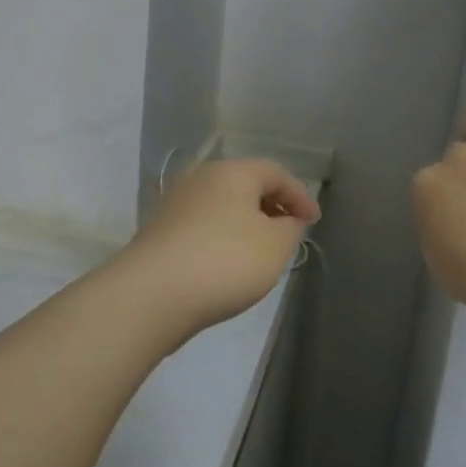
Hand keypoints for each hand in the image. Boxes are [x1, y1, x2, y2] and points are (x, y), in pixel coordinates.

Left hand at [115, 159, 320, 341]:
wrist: (151, 294)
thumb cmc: (224, 261)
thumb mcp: (275, 245)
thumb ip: (290, 228)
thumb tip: (286, 220)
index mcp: (232, 172)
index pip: (275, 173)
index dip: (299, 195)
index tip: (314, 222)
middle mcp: (200, 177)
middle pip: (245, 185)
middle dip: (271, 206)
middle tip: (289, 232)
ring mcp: (175, 203)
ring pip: (222, 206)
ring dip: (245, 223)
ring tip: (260, 251)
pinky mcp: (159, 231)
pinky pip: (202, 226)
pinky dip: (222, 238)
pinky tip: (227, 264)